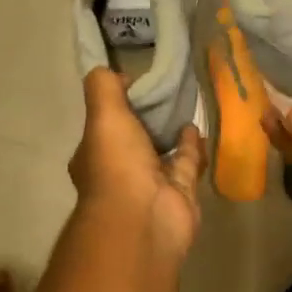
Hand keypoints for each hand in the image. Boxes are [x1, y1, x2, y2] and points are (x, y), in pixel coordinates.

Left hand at [69, 70, 203, 258]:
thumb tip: (111, 72)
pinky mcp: (180, 193)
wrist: (144, 219)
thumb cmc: (116, 165)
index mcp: (94, 155)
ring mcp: (150, 185)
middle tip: (164, 91)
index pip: (103, 124)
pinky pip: (186, 163)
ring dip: (170, 132)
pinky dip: (191, 146)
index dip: (115, 103)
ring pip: (161, 151)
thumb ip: (103, 88)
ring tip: (183, 104)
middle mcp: (120, 171)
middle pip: (133, 138)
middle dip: (145, 119)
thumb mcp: (103, 116)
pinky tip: (197, 126)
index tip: (134, 81)